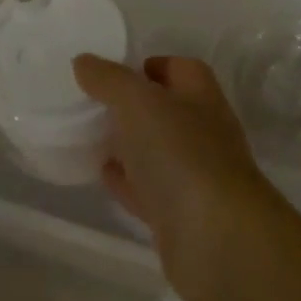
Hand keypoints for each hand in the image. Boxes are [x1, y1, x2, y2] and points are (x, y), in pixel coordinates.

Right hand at [73, 54, 287, 300]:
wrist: (217, 239)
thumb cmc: (181, 154)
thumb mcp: (138, 102)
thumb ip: (109, 79)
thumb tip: (84, 61)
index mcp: (200, 96)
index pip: (178, 68)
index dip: (148, 66)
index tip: (110, 73)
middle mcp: (204, 131)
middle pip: (166, 110)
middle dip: (132, 107)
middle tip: (92, 104)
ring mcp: (195, 175)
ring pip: (156, 151)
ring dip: (129, 144)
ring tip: (90, 136)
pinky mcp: (182, 215)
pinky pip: (149, 189)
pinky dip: (127, 180)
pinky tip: (103, 174)